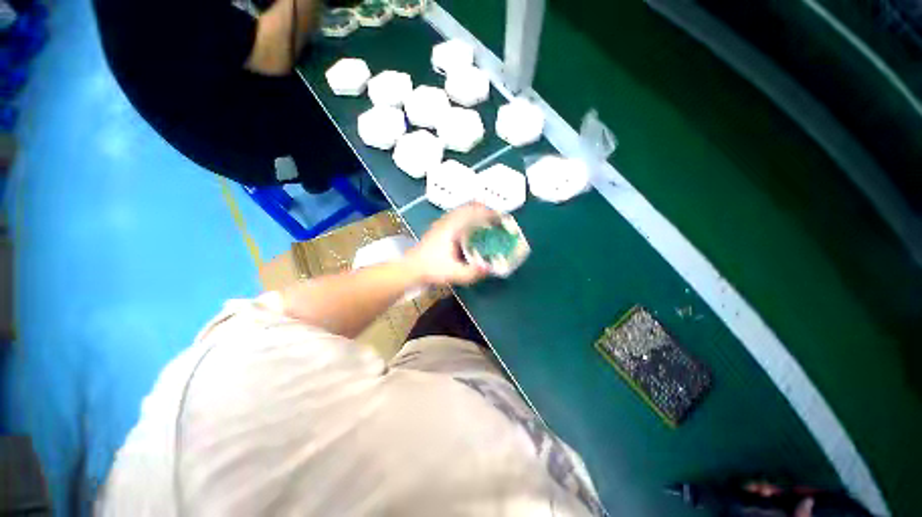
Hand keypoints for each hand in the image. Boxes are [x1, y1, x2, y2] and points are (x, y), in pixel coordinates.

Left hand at [405, 203, 497, 285]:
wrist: (411, 268)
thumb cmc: (431, 269)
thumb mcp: (453, 273)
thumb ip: (472, 272)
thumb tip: (490, 268)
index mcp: (452, 227)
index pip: (473, 212)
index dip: (489, 212)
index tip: (501, 217)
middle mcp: (447, 220)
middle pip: (469, 206)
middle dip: (485, 209)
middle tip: (497, 218)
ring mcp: (442, 222)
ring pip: (462, 209)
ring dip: (476, 211)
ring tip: (488, 220)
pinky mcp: (440, 227)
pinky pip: (458, 215)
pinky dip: (468, 216)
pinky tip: (472, 227)